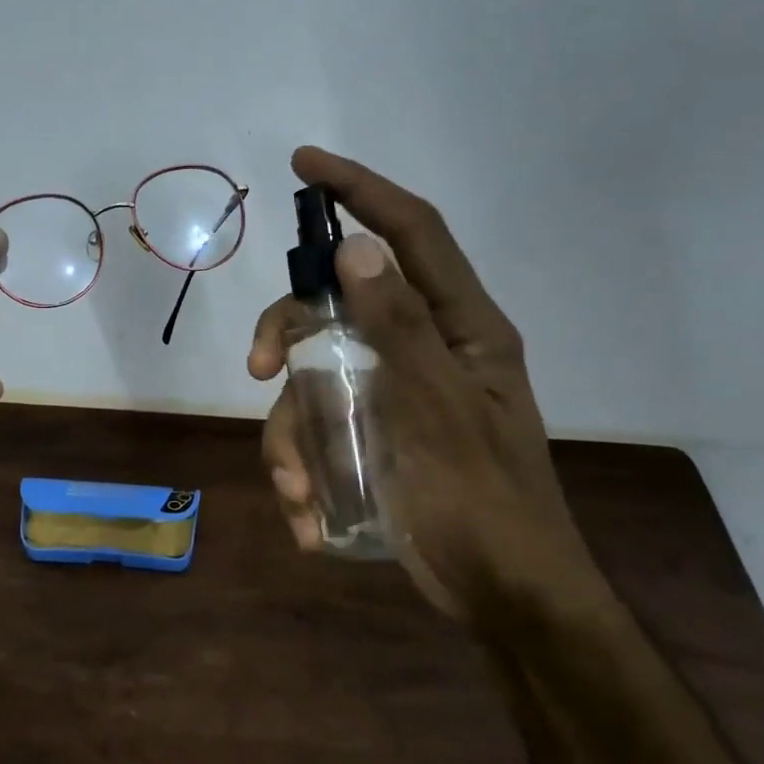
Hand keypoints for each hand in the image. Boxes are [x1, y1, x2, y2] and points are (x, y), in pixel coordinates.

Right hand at [248, 148, 591, 617]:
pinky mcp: (371, 435)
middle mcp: (422, 348)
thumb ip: (399, 328)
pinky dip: (304, 469)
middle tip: (257, 370)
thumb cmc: (488, 504)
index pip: (411, 233)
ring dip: (291, 434)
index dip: (361, 190)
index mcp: (460, 327)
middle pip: (336, 306)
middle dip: (287, 333)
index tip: (305, 164)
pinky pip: (318, 428)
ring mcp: (392, 393)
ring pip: (314, 376)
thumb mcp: (441, 412)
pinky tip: (310, 517)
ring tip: (298, 493)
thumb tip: (354, 249)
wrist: (505, 598)